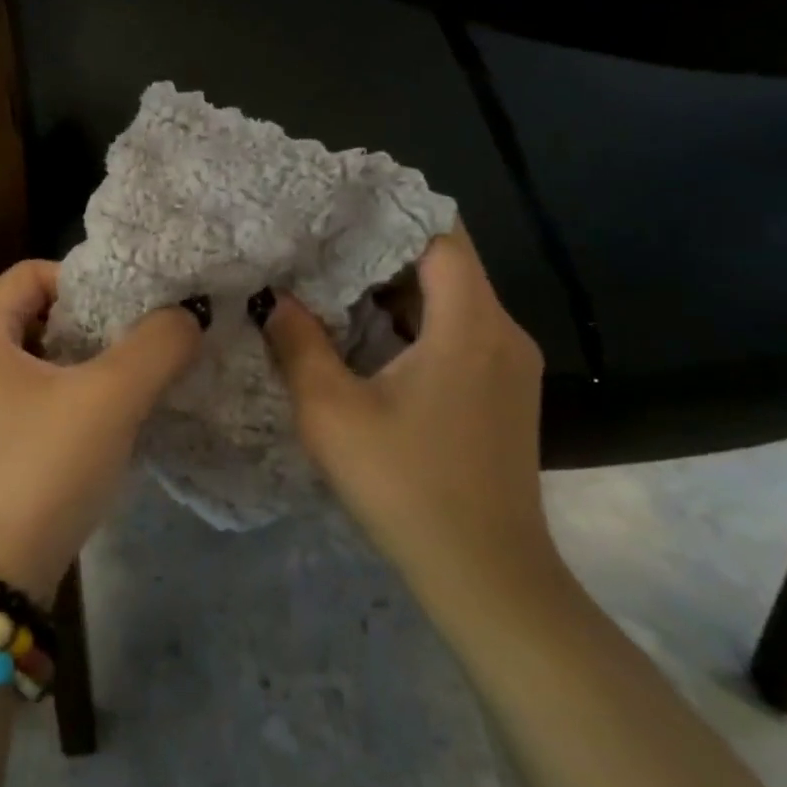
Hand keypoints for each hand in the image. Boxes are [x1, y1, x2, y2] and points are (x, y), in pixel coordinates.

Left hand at [0, 261, 205, 601]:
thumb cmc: (43, 468)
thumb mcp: (112, 399)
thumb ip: (157, 346)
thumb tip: (186, 315)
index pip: (26, 273)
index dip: (79, 279)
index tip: (121, 307)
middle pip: (7, 306)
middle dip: (59, 309)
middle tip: (103, 330)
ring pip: (8, 352)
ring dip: (52, 349)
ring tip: (102, 370)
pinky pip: (8, 392)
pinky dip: (43, 386)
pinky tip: (84, 416)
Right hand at [259, 222, 556, 608]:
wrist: (486, 575)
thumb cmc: (406, 486)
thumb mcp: (331, 412)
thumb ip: (298, 344)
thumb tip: (277, 299)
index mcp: (470, 324)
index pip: (440, 235)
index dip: (391, 214)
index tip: (339, 210)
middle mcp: (502, 333)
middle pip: (446, 264)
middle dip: (383, 252)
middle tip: (320, 247)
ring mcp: (510, 365)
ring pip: (453, 300)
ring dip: (396, 291)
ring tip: (333, 287)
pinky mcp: (505, 393)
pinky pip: (460, 333)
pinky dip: (415, 323)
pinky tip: (368, 341)